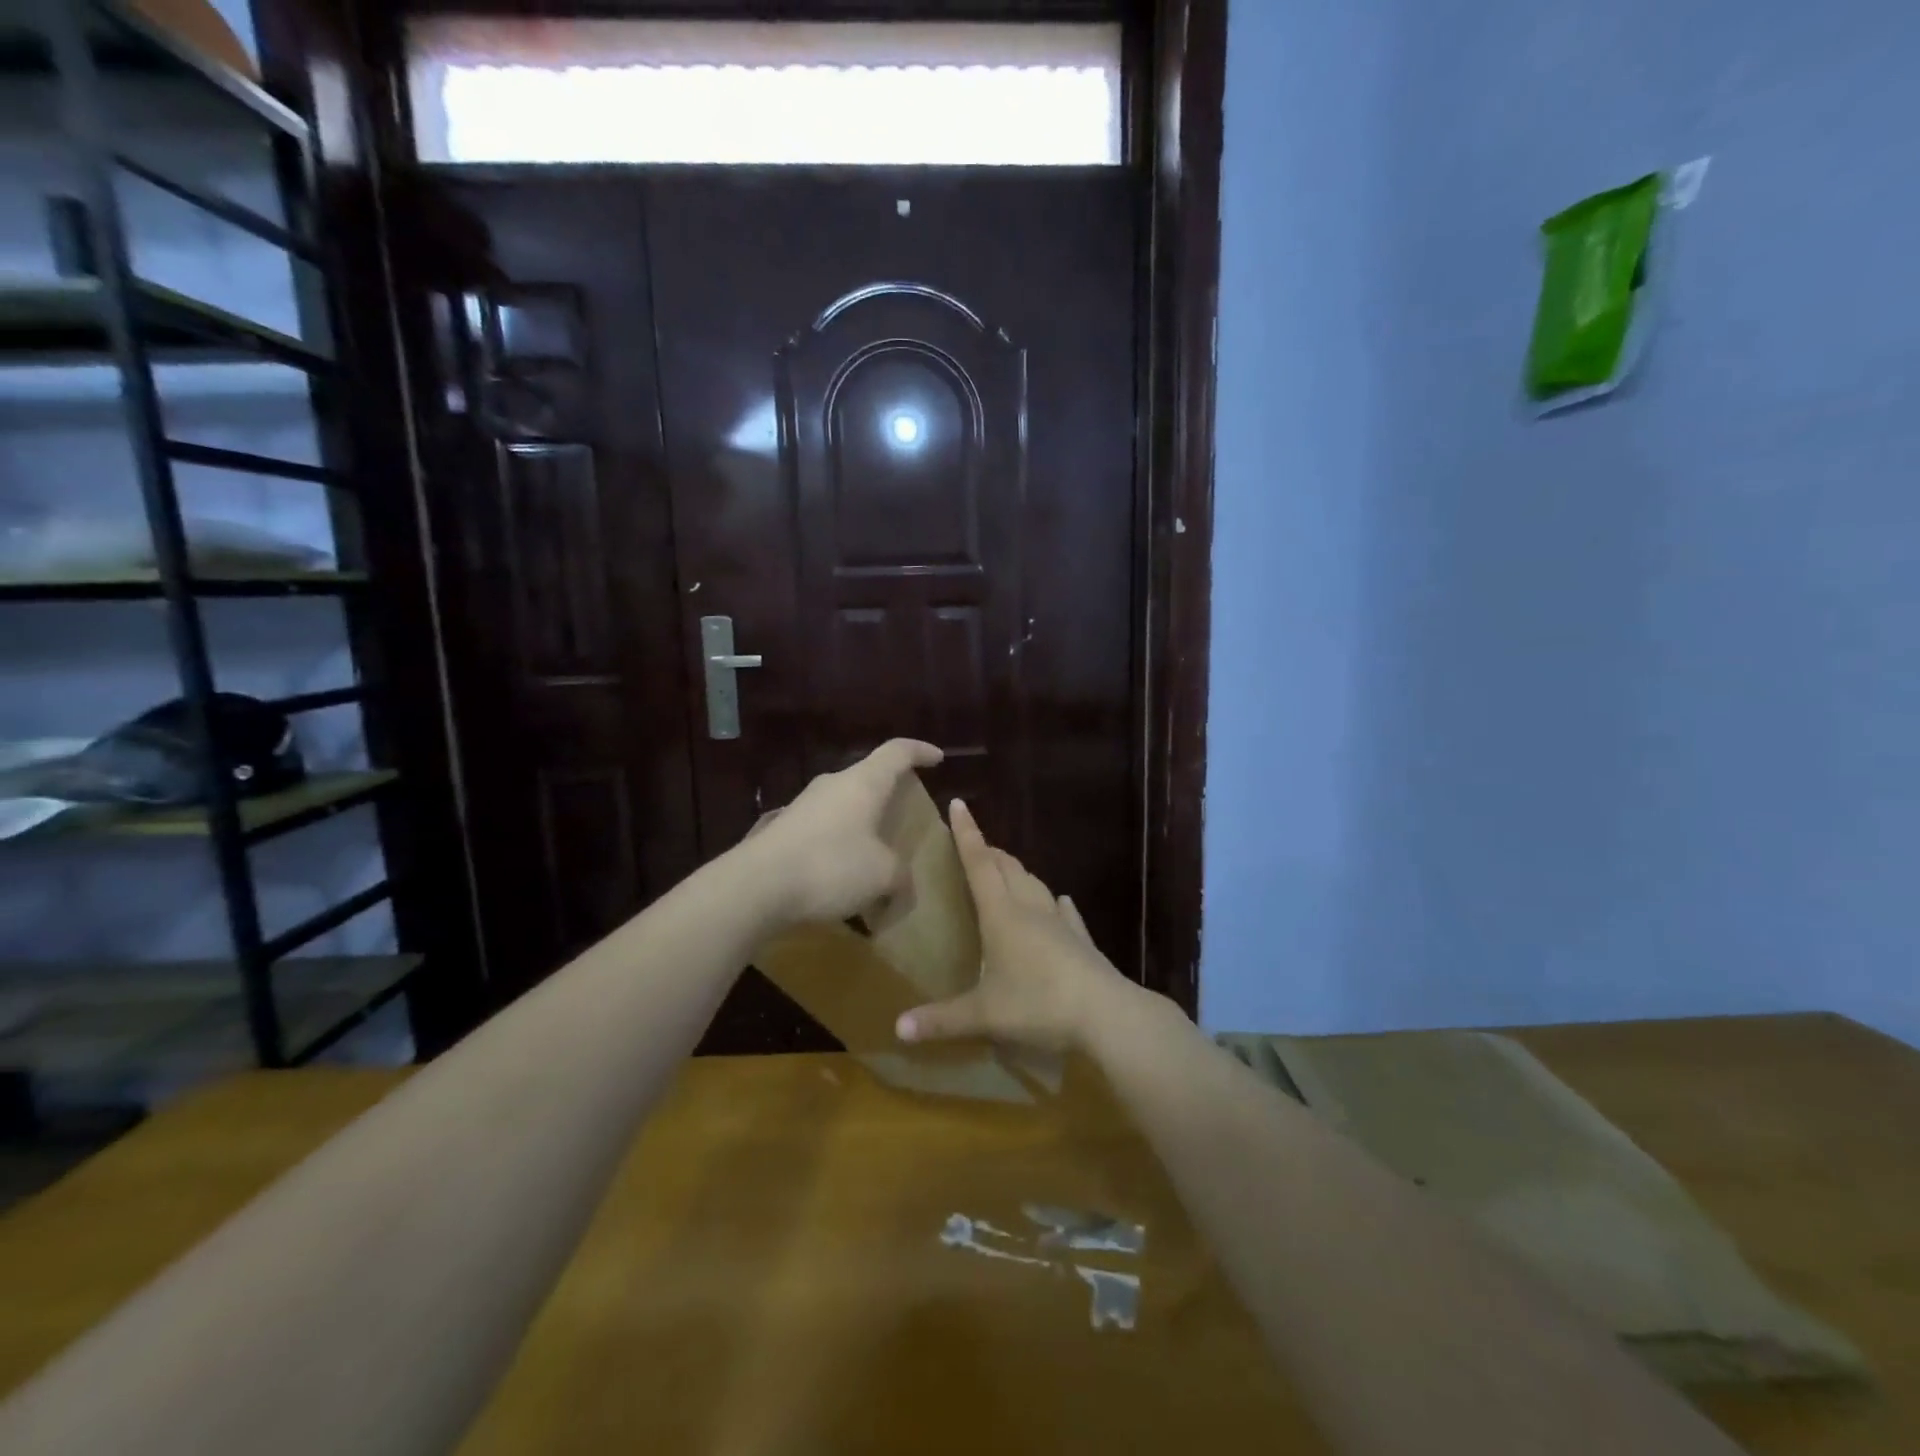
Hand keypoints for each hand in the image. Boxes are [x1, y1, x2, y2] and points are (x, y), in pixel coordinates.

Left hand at [744, 739, 942, 925]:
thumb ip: (901, 877)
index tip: (937, 758)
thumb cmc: (831, 866)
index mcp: (863, 783)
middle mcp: (832, 785)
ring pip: (843, 805)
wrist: (756, 886)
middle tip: (904, 814)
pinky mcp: (782, 829)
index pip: (897, 752)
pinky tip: (840, 877)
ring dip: (861, 824)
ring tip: (874, 853)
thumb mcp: (883, 876)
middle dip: (888, 793)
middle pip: (868, 777)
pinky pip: (822, 830)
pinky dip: (838, 845)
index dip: (920, 751)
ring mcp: (803, 805)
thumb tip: (901, 886)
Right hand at [895, 800, 1132, 1052]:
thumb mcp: (984, 1016)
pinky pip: (1065, 913)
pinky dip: (1054, 904)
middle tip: (975, 845)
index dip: (967, 834)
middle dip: (989, 851)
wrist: (1106, 1014)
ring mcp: (1060, 923)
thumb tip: (897, 1029)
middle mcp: (1030, 909)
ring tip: (1006, 870)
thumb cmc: (1039, 1004)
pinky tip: (1060, 903)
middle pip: (1007, 868)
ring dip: (1017, 872)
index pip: (979, 864)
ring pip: (1035, 884)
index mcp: (1002, 915)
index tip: (958, 804)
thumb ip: (942, 1020)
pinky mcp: (1081, 940)